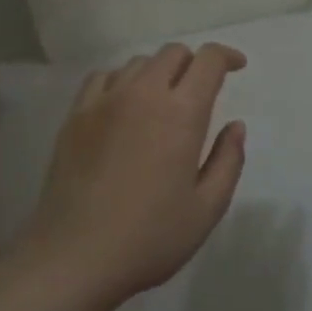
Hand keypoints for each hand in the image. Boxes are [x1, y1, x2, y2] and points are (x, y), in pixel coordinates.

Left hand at [29, 41, 249, 302]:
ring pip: (138, 63)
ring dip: (159, 72)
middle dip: (194, 64)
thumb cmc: (150, 238)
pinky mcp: (75, 115)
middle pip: (172, 53)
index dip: (227, 56)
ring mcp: (104, 102)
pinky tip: (124, 105)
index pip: (208, 61)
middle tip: (201, 91)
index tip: (237, 66)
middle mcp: (143, 94)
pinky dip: (122, 80)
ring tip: (163, 101)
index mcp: (181, 113)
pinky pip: (103, 77)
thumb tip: (235, 126)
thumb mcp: (207, 209)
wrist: (74, 257)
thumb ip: (228, 161)